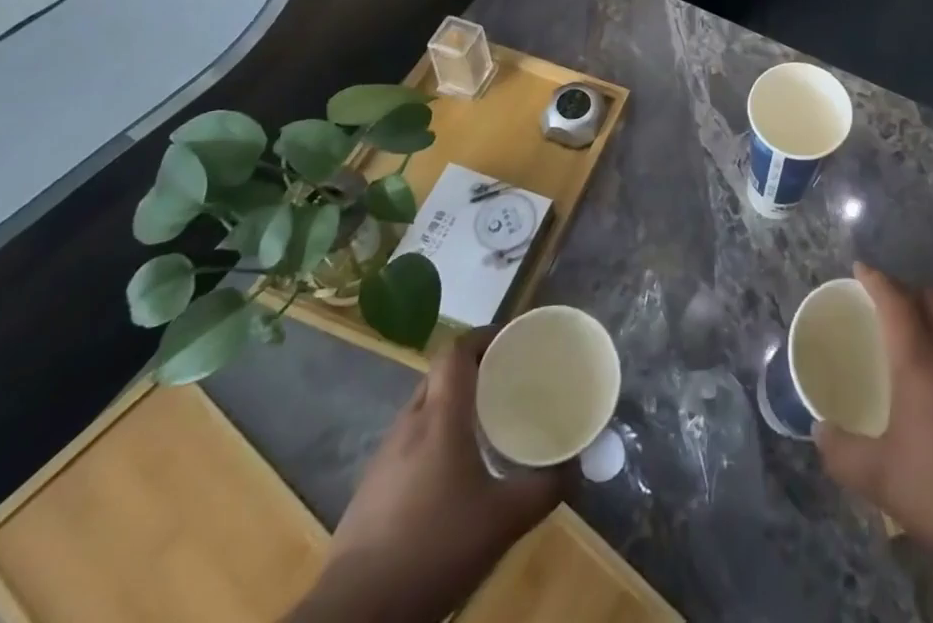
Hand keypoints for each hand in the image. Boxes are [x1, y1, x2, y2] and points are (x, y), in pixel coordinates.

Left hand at [288, 329, 567, 622]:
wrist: (355, 614)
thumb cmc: (434, 548)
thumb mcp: (503, 521)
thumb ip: (545, 489)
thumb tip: (577, 469)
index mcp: (440, 417)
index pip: (456, 351)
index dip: (483, 337)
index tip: (512, 342)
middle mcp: (409, 425)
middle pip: (439, 375)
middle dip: (472, 369)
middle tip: (506, 381)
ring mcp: (383, 458)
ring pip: (422, 409)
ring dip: (452, 405)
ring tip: (483, 425)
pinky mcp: (370, 490)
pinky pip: (408, 442)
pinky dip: (433, 439)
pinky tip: (450, 474)